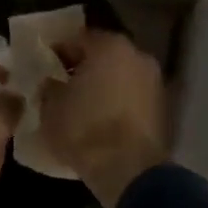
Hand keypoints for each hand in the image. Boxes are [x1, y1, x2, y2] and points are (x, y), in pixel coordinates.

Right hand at [39, 30, 168, 207]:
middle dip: (84, 67)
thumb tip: (51, 84)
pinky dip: (118, 103)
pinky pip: (132, 97)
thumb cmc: (84, 129)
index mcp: (109, 46)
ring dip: (103, 85)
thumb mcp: (51, 107)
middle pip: (104, 55)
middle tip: (63, 83)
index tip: (46, 64)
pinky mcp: (162, 109)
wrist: (128, 169)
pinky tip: (101, 119)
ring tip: (82, 104)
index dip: (59, 50)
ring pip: (121, 76)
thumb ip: (49, 88)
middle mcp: (137, 56)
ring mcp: (154, 82)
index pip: (78, 38)